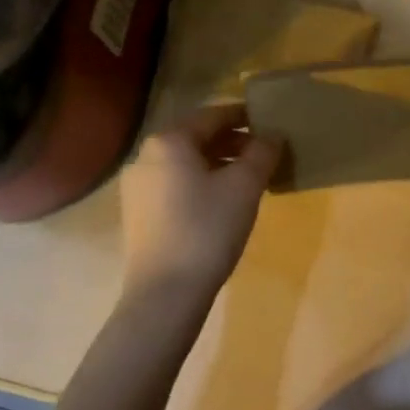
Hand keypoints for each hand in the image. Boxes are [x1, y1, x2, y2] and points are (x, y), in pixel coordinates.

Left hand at [118, 103, 281, 304]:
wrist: (164, 294)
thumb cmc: (207, 229)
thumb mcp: (245, 186)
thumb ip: (262, 152)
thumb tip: (272, 135)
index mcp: (169, 140)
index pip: (213, 115)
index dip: (245, 116)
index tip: (270, 122)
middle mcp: (146, 155)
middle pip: (197, 137)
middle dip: (232, 142)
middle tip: (264, 153)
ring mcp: (137, 186)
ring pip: (185, 162)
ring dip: (217, 163)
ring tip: (248, 178)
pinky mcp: (137, 212)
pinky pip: (174, 183)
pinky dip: (200, 182)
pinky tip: (222, 201)